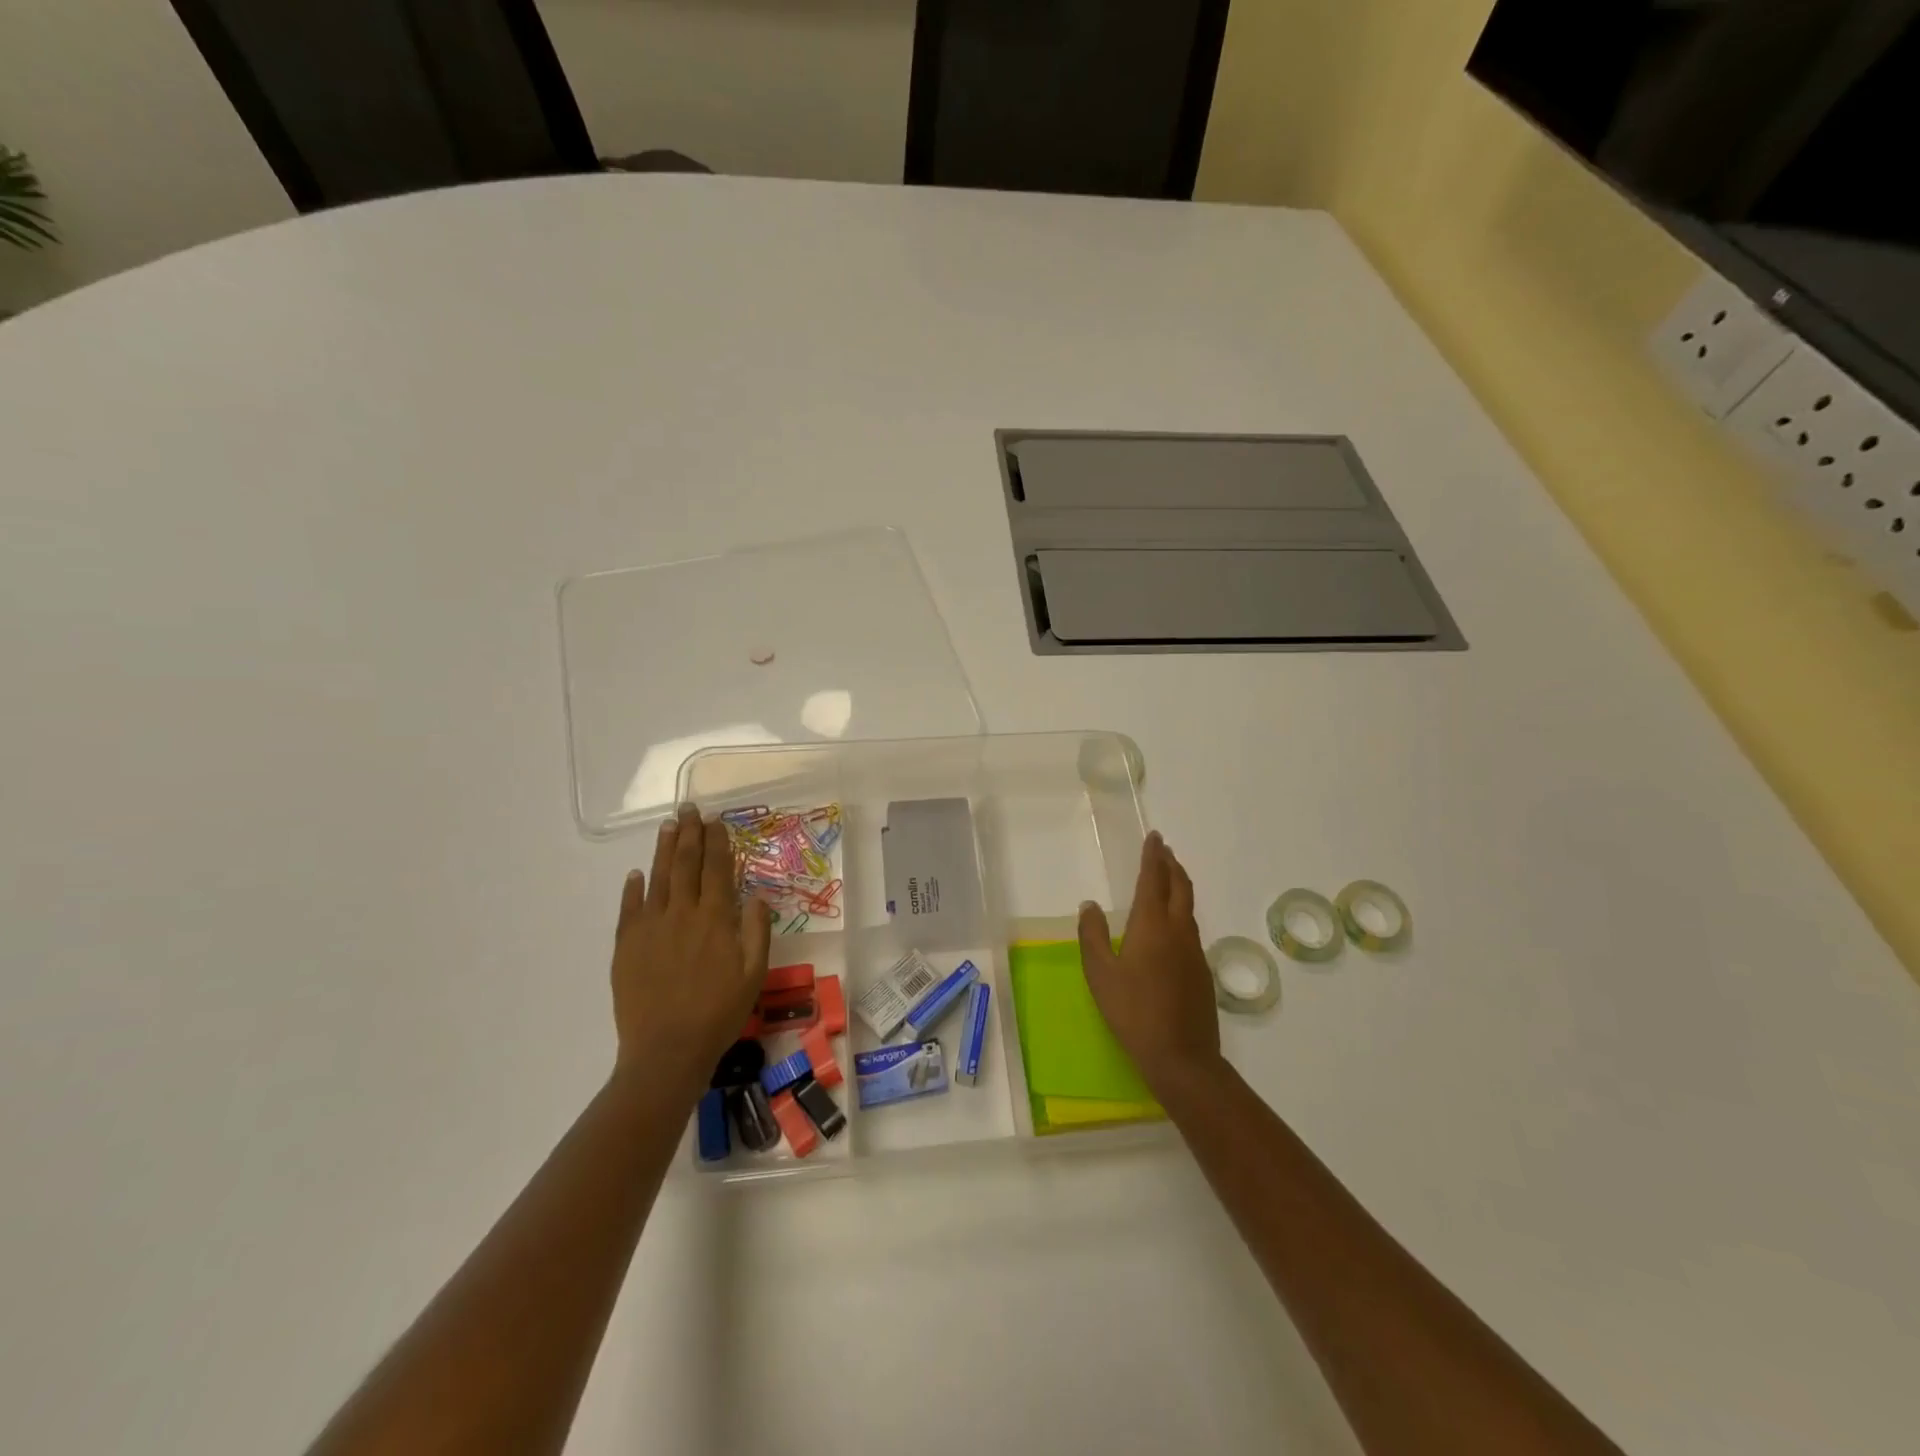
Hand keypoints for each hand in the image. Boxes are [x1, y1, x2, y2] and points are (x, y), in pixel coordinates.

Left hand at [610, 805, 771, 1096]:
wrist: (667, 1050)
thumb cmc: (719, 1013)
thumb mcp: (754, 974)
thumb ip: (756, 931)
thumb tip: (755, 895)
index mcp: (716, 919)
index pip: (717, 869)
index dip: (717, 842)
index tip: (716, 820)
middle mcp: (683, 913)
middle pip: (686, 864)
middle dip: (690, 834)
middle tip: (690, 808)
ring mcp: (651, 927)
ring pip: (658, 878)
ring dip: (664, 850)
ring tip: (668, 826)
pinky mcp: (626, 945)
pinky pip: (629, 908)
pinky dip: (633, 888)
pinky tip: (636, 874)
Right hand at [1078, 831, 1220, 1096]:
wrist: (1181, 1056)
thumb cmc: (1133, 1011)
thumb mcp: (1100, 974)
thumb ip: (1092, 936)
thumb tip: (1089, 905)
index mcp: (1152, 925)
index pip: (1153, 879)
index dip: (1153, 856)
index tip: (1154, 837)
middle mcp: (1178, 930)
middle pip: (1180, 887)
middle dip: (1171, 864)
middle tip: (1164, 850)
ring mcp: (1194, 951)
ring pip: (1188, 907)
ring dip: (1179, 885)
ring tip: (1168, 878)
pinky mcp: (1202, 971)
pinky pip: (1191, 928)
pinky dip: (1181, 911)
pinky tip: (1172, 925)